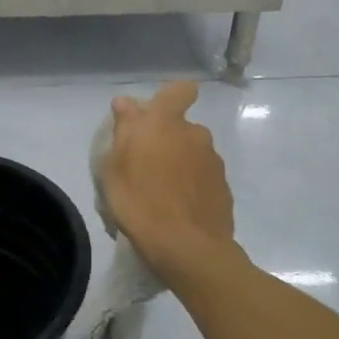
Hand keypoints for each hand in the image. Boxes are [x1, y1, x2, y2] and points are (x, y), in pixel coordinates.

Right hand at [101, 81, 241, 286]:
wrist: (187, 248)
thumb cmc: (139, 202)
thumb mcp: (114, 166)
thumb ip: (124, 129)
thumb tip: (126, 103)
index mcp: (166, 123)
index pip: (180, 90)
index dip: (172, 96)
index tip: (157, 114)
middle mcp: (195, 134)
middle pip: (182, 127)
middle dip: (168, 139)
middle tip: (146, 165)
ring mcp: (214, 162)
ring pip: (193, 153)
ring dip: (180, 164)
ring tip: (161, 193)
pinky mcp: (224, 189)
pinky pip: (203, 178)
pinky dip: (192, 187)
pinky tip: (178, 209)